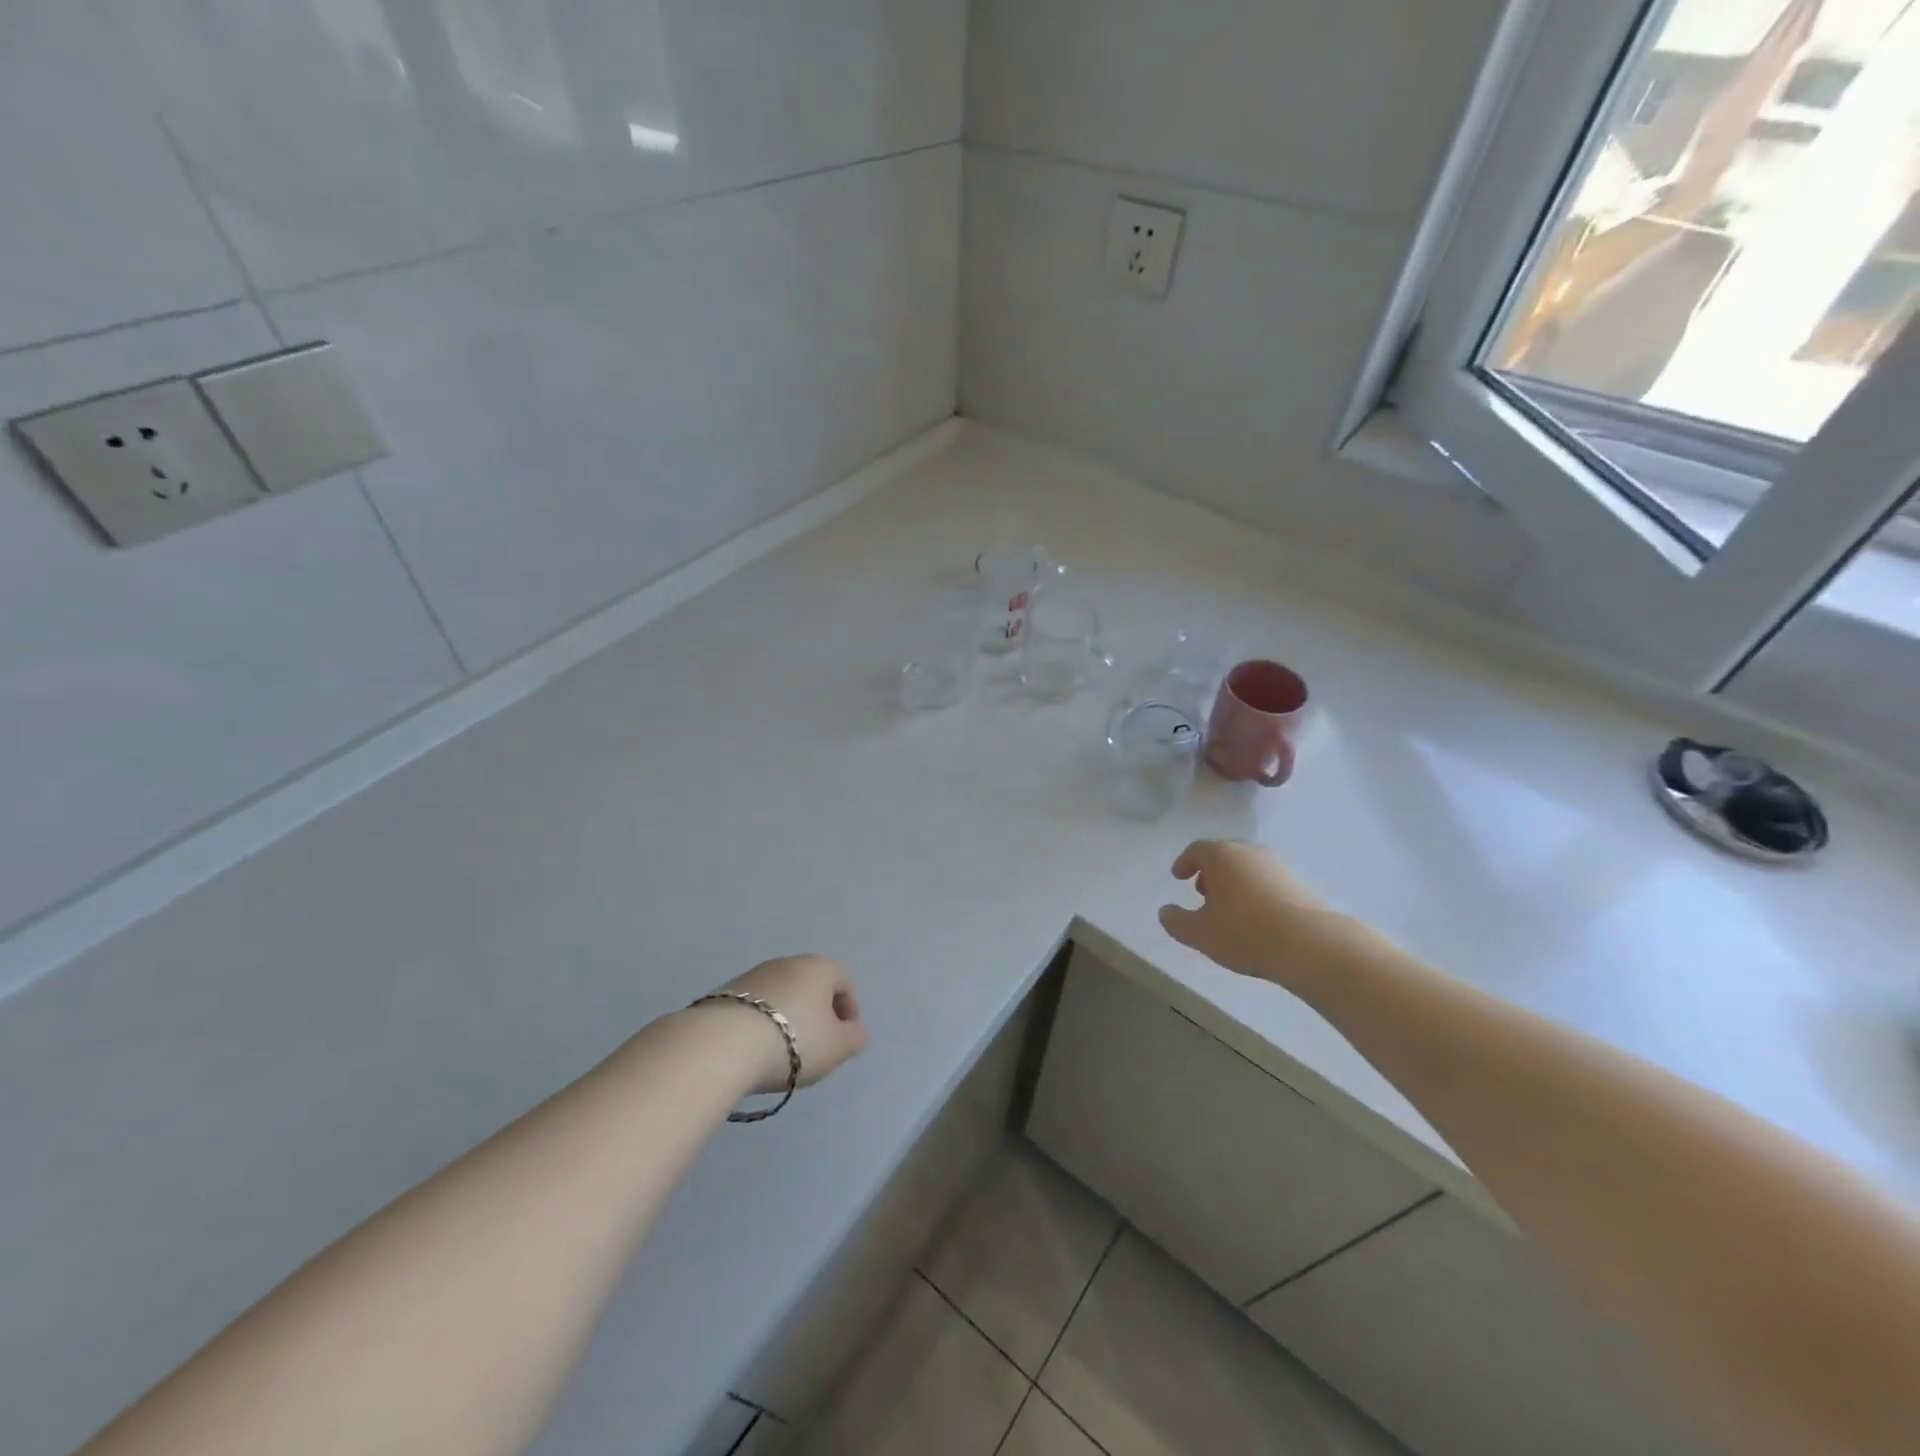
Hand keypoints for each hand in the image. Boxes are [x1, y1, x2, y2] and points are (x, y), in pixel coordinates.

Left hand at [713, 955, 869, 1095]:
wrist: (724, 1044)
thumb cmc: (794, 1041)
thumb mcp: (837, 1047)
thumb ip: (854, 1038)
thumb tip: (854, 1030)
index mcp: (820, 967)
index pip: (844, 984)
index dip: (849, 1013)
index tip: (844, 1041)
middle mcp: (788, 962)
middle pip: (812, 987)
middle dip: (817, 1014)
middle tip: (816, 1047)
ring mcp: (754, 975)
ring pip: (782, 996)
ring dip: (788, 1019)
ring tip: (783, 1053)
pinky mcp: (726, 993)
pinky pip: (756, 1008)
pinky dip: (762, 1024)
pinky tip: (757, 1050)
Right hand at [1158, 841, 1360, 992]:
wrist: (1310, 943)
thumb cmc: (1245, 932)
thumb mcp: (1200, 933)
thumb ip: (1177, 921)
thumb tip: (1165, 912)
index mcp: (1222, 855)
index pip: (1196, 850)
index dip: (1184, 863)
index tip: (1178, 877)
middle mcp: (1250, 852)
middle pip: (1224, 855)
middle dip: (1210, 873)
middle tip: (1202, 895)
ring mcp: (1278, 865)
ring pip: (1248, 867)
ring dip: (1234, 883)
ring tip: (1230, 910)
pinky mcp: (1300, 882)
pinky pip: (1268, 881)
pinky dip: (1256, 892)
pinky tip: (1257, 917)